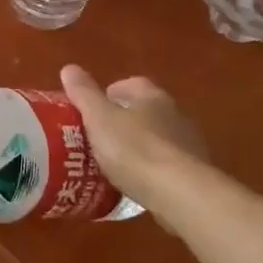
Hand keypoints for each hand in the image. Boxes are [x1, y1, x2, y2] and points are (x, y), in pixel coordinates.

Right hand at [60, 65, 207, 203]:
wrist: (180, 194)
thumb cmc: (135, 149)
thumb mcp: (100, 119)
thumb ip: (84, 94)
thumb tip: (69, 68)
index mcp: (152, 97)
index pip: (131, 84)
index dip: (109, 94)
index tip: (91, 111)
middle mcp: (175, 115)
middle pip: (145, 111)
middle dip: (123, 121)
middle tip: (98, 138)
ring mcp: (188, 145)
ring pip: (157, 139)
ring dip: (138, 146)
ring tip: (114, 164)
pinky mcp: (194, 174)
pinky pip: (166, 166)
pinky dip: (151, 170)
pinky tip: (135, 185)